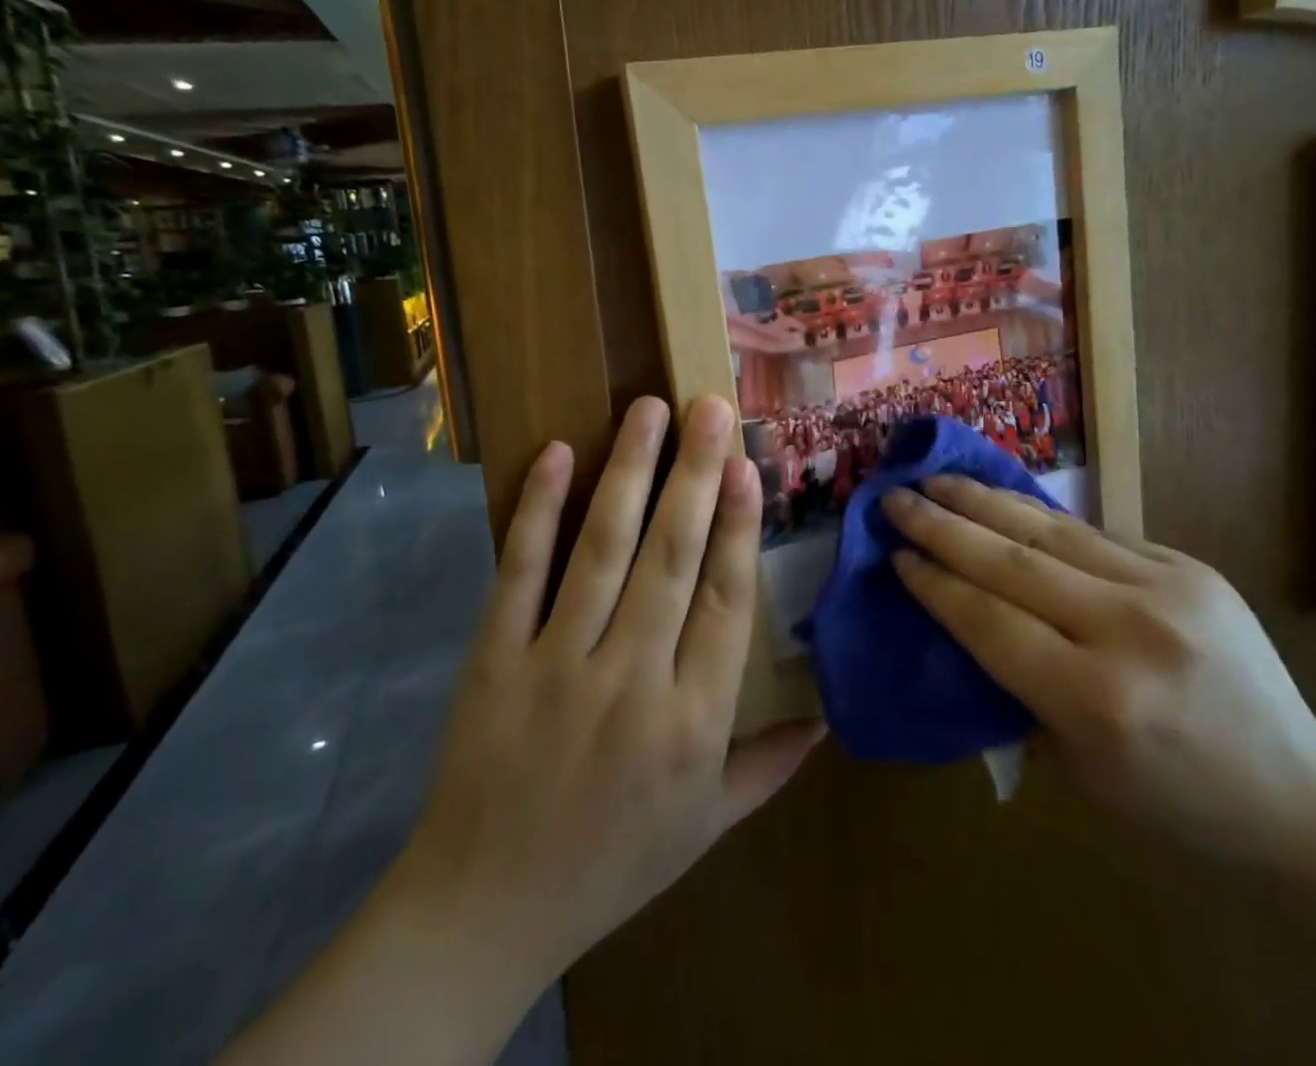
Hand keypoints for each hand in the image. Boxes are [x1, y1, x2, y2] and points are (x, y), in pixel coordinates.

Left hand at [399, 395, 822, 982]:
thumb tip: (830, 716)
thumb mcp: (707, 826)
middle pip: (671, 558)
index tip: (747, 465)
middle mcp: (630, 681)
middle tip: (709, 407)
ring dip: (629, 473)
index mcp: (692, 722)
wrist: (485, 909)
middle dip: (694, 475)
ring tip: (650, 410)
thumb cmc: (613, 862)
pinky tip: (558, 454)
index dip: (737, 527)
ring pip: (602, 550)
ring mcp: (556, 665)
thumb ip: (770, 763)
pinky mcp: (493, 659)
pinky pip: (519, 573)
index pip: (725, 603)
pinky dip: (539, 510)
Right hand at [881, 477, 1315, 867]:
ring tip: (938, 480)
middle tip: (897, 497)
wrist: (1301, 801)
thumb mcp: (1077, 770)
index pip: (989, 620)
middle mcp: (1130, 630)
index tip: (895, 554)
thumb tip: (961, 614)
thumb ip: (1016, 687)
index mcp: (1096, 700)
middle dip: (944, 526)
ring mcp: (1168, 587)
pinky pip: (1095, 534)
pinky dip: (1040, 518)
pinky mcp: (1190, 565)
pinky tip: (1004, 500)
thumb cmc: (1173, 809)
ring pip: (1051, 531)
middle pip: (1011, 561)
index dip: (934, 583)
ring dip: (985, 502)